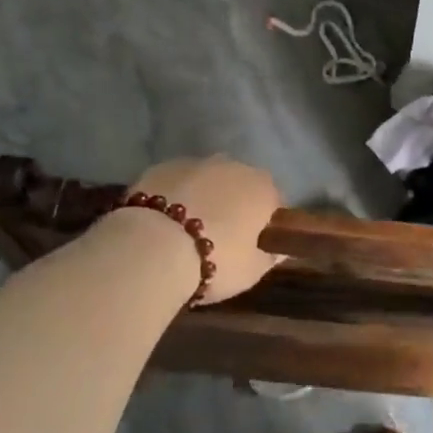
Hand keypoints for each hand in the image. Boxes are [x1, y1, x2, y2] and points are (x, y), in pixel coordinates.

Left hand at [124, 157, 283, 303]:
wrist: (152, 248)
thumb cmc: (215, 260)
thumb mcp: (252, 271)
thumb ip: (270, 257)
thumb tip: (281, 250)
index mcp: (261, 188)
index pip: (274, 200)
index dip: (266, 222)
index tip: (256, 243)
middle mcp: (233, 166)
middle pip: (239, 184)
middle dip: (233, 204)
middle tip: (221, 237)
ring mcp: (195, 162)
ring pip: (206, 179)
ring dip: (203, 196)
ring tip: (186, 230)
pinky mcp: (161, 167)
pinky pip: (176, 182)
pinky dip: (174, 195)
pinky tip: (162, 222)